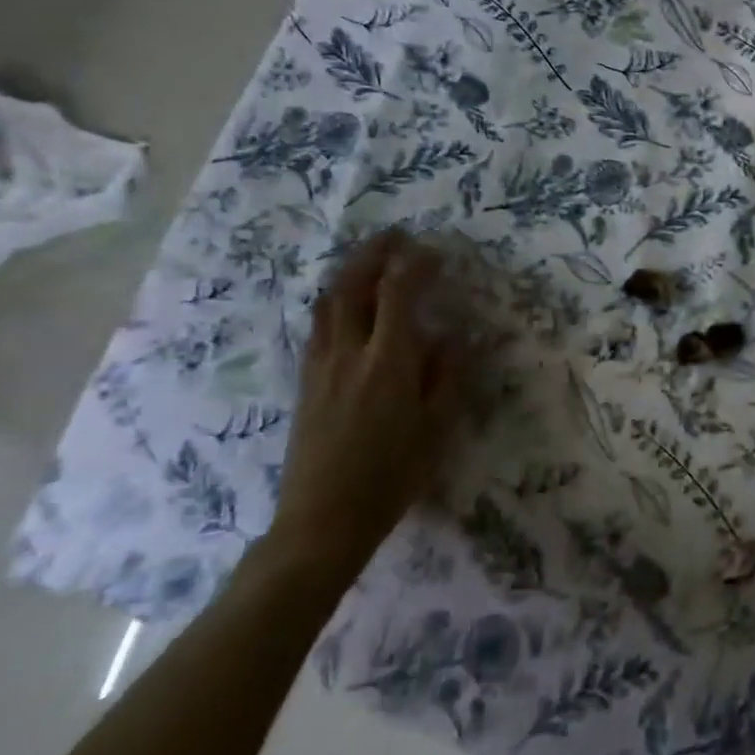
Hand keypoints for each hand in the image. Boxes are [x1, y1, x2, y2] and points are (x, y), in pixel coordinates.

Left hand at [265, 230, 474, 581]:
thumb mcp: (436, 427)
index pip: (398, 294)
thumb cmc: (392, 475)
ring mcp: (320, 367)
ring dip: (348, 272)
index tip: (433, 251)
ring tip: (368, 259)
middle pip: (352, 287)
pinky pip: (318, 326)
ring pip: (327, 303)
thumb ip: (445, 375)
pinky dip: (334, 300)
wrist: (323, 519)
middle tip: (394, 236)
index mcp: (387, 362)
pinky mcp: (305, 382)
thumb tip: (449, 336)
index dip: (415, 265)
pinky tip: (345, 304)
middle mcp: (349, 354)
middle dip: (373, 254)